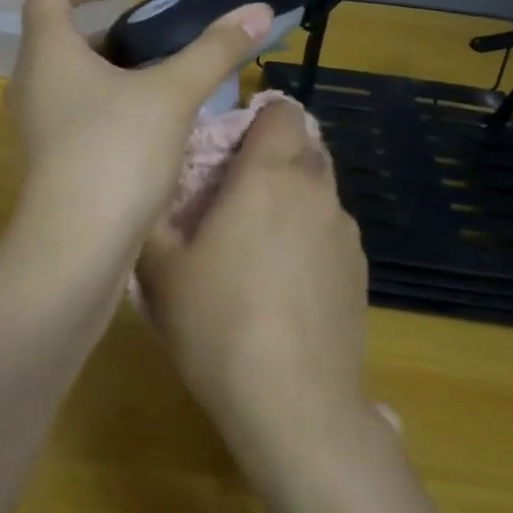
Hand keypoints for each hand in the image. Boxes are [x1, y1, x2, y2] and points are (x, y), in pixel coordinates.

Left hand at [7, 0, 273, 260]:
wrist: (75, 250)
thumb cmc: (116, 153)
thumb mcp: (173, 94)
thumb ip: (215, 50)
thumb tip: (260, 10)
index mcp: (47, 54)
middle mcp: (30, 86)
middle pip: (64, 41)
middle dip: (113, 35)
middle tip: (160, 42)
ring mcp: (35, 130)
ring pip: (74, 85)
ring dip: (115, 76)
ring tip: (166, 86)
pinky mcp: (48, 166)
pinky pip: (78, 120)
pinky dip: (111, 111)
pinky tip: (153, 132)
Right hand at [135, 96, 369, 446]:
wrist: (293, 402)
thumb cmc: (216, 321)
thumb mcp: (159, 268)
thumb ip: (152, 213)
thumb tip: (151, 187)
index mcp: (269, 174)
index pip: (281, 111)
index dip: (256, 117)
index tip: (227, 145)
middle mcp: (316, 191)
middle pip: (304, 146)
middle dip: (272, 155)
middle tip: (231, 192)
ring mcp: (346, 232)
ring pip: (319, 191)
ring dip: (291, 198)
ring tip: (255, 243)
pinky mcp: (361, 271)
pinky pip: (330, 232)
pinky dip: (308, 237)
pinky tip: (284, 284)